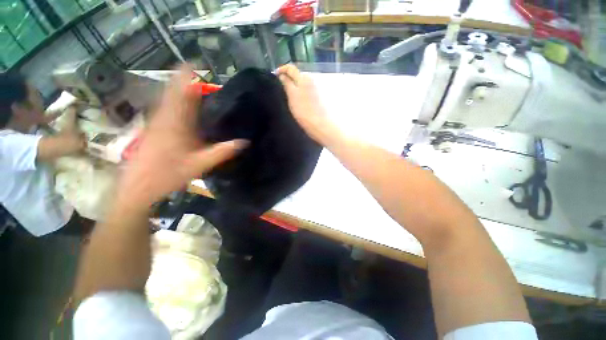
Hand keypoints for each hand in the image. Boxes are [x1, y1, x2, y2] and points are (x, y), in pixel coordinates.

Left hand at [119, 65, 246, 207]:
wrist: (137, 186)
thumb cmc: (168, 174)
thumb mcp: (201, 164)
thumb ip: (223, 151)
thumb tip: (245, 142)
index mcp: (176, 123)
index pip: (183, 93)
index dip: (187, 77)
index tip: (196, 65)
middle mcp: (164, 118)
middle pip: (173, 92)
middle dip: (183, 80)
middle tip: (196, 73)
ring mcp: (156, 123)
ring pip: (166, 99)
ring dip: (177, 89)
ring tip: (190, 85)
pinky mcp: (153, 129)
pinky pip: (164, 109)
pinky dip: (172, 102)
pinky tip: (179, 106)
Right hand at [277, 64, 330, 141]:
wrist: (321, 125)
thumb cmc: (304, 111)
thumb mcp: (292, 96)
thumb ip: (287, 83)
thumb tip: (282, 75)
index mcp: (304, 77)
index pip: (290, 68)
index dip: (281, 70)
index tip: (275, 76)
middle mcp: (312, 80)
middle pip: (297, 76)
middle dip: (288, 79)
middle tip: (280, 88)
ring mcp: (317, 89)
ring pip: (302, 84)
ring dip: (295, 87)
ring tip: (289, 97)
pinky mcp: (319, 98)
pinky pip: (307, 92)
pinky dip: (301, 93)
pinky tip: (299, 103)